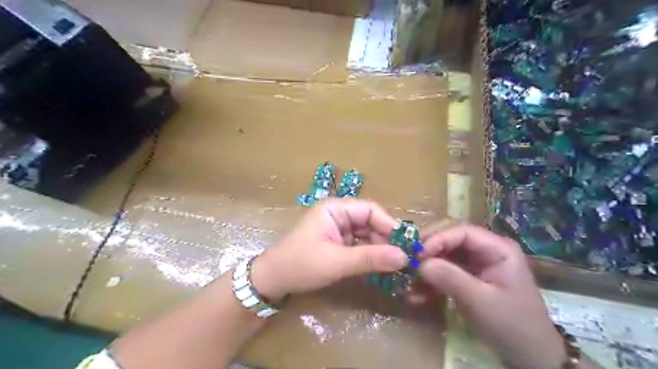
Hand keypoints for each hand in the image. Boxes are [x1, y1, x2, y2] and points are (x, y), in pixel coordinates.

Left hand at [250, 201, 408, 300]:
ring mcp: (338, 229)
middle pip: (370, 222)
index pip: (370, 210)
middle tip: (405, 258)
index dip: (390, 225)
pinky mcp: (337, 243)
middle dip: (386, 239)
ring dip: (380, 249)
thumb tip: (404, 257)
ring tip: (397, 265)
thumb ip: (370, 258)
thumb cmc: (300, 265)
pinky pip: (360, 245)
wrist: (272, 280)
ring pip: (367, 235)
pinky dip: (371, 255)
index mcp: (335, 208)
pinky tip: (382, 267)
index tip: (406, 245)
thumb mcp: (336, 262)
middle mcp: (338, 214)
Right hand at [415, 223, 564, 368]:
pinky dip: (430, 281)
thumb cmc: (512, 325)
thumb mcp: (481, 301)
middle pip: (450, 240)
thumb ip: (450, 278)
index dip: (438, 239)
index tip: (418, 254)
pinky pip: (444, 272)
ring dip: (426, 267)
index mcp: (497, 248)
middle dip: (428, 251)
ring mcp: (475, 264)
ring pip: (444, 255)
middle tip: (408, 262)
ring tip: (409, 280)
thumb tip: (419, 262)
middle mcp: (485, 250)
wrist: (530, 357)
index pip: (462, 232)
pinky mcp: (467, 278)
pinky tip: (417, 294)